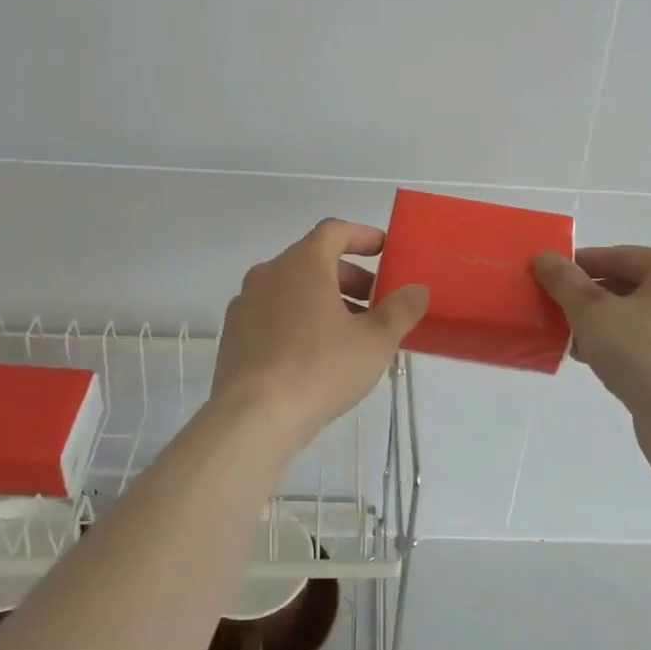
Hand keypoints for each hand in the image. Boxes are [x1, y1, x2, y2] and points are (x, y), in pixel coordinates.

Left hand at [212, 219, 430, 446]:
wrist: (252, 418)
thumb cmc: (320, 368)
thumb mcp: (375, 342)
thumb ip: (400, 311)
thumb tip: (417, 290)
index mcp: (302, 263)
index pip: (334, 231)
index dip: (363, 236)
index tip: (385, 251)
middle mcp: (268, 273)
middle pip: (313, 260)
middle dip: (349, 277)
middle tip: (375, 303)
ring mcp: (245, 304)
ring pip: (292, 289)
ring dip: (324, 300)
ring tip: (349, 334)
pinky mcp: (233, 335)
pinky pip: (272, 314)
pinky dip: (298, 320)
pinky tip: (315, 355)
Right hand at [533, 246, 650, 473]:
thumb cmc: (643, 355)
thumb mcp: (592, 312)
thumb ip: (565, 281)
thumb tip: (544, 257)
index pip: (619, 257)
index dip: (578, 265)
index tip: (547, 276)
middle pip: (633, 286)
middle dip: (592, 299)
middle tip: (557, 311)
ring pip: (644, 317)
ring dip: (607, 325)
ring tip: (573, 340)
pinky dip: (628, 347)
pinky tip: (599, 362)